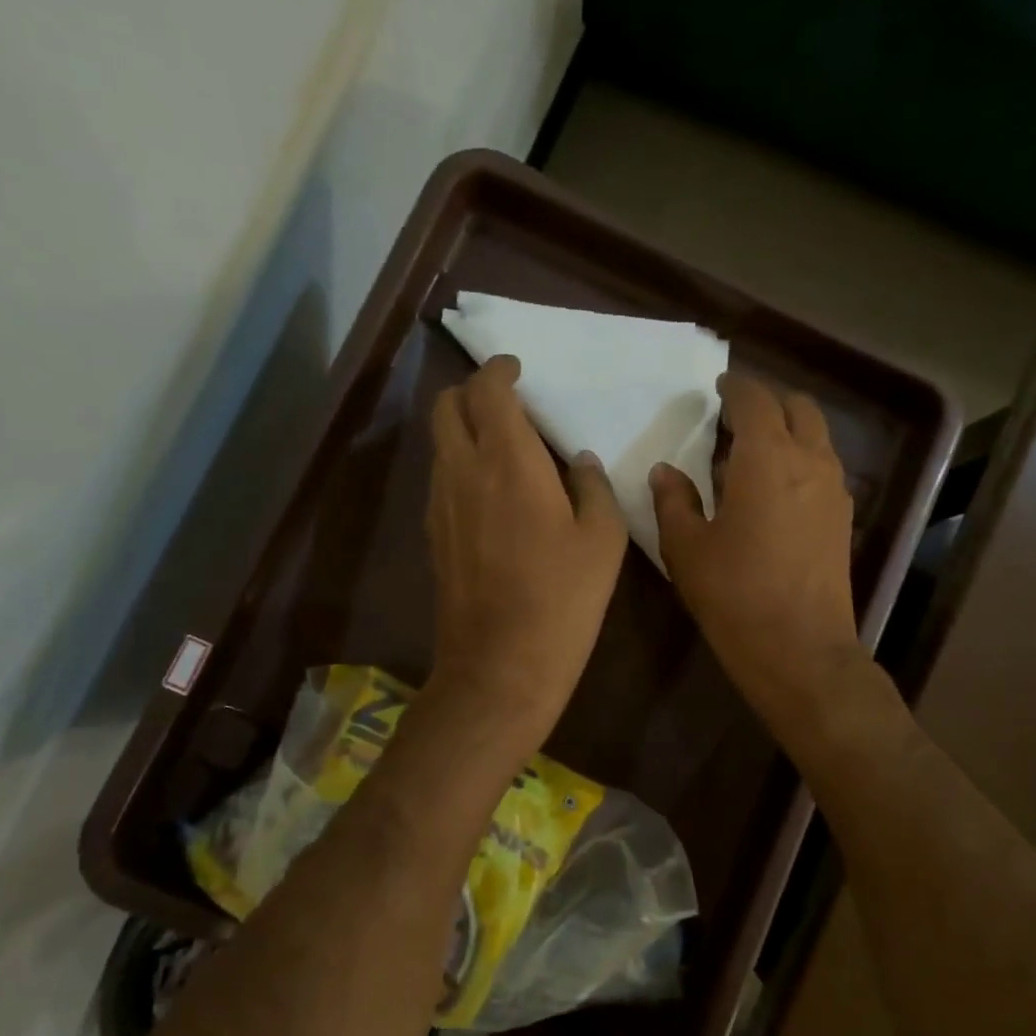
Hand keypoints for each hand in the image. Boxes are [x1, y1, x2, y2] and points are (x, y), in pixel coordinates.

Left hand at [425, 356, 626, 744]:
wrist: (500, 665)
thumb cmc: (562, 599)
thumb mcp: (603, 540)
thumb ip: (593, 487)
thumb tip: (579, 461)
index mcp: (508, 460)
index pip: (487, 389)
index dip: (500, 370)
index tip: (518, 371)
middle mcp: (462, 470)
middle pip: (446, 406)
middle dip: (472, 392)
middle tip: (507, 406)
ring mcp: (439, 504)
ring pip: (439, 444)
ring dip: (464, 431)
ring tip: (503, 450)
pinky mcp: (432, 535)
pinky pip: (441, 480)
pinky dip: (459, 467)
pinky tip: (490, 495)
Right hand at [650, 371, 866, 723]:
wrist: (799, 649)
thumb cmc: (735, 595)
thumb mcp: (687, 549)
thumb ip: (674, 501)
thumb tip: (665, 472)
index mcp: (768, 458)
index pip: (755, 400)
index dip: (735, 387)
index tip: (717, 388)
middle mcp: (810, 461)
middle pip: (797, 407)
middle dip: (767, 401)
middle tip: (734, 417)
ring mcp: (834, 490)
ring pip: (816, 436)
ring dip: (787, 430)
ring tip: (750, 453)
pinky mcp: (843, 518)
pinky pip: (823, 466)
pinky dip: (800, 458)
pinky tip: (773, 488)